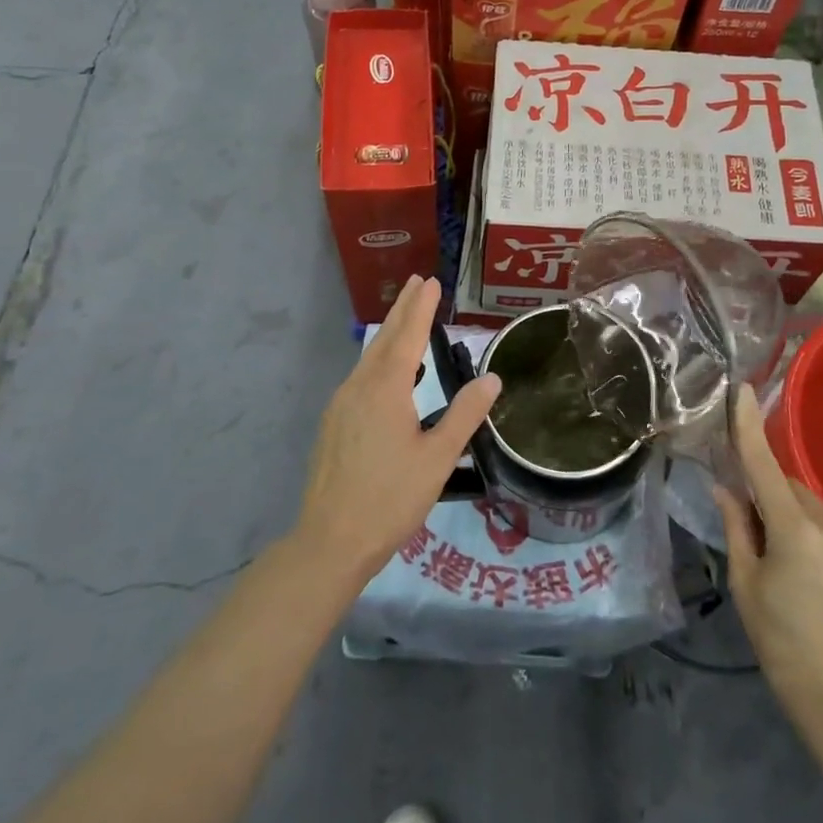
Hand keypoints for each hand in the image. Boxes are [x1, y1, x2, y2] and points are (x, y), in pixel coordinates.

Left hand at [296, 276, 499, 584]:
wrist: (330, 540)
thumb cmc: (391, 499)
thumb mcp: (438, 458)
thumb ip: (465, 414)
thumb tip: (491, 379)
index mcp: (386, 390)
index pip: (408, 336)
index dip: (421, 308)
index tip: (431, 282)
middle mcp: (359, 387)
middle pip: (384, 339)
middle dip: (402, 310)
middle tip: (417, 282)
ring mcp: (341, 405)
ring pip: (369, 358)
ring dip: (390, 334)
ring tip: (407, 319)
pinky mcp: (333, 424)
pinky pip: (360, 377)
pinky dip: (378, 360)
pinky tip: (387, 374)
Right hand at [713, 386, 822, 730]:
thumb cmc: (780, 642)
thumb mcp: (746, 584)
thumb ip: (736, 528)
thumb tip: (724, 487)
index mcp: (795, 532)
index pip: (765, 467)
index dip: (751, 427)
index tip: (744, 389)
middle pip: (792, 492)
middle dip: (772, 501)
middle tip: (757, 535)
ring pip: (816, 513)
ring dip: (798, 523)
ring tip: (791, 570)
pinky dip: (821, 542)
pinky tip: (817, 582)